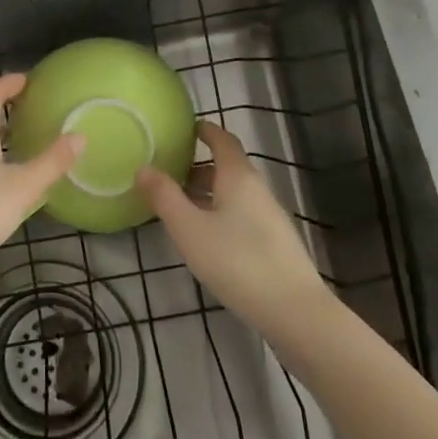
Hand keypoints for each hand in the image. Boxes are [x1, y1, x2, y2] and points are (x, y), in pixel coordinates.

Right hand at [137, 121, 326, 333]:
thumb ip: (164, 197)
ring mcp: (270, 217)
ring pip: (234, 193)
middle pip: (227, 167)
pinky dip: (220, 213)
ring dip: (208, 193)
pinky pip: (242, 214)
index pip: (223, 140)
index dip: (205, 131)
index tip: (185, 128)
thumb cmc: (236, 261)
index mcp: (238, 176)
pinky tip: (207, 238)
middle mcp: (257, 189)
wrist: (294, 310)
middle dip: (199, 166)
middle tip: (169, 173)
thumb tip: (143, 167)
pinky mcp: (275, 243)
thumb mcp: (189, 229)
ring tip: (181, 207)